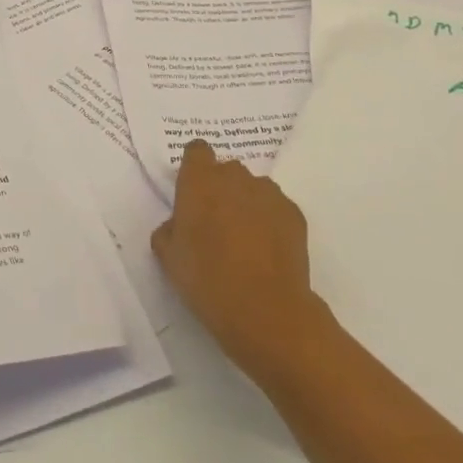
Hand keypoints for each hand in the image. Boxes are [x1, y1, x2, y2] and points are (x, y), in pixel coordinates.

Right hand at [151, 140, 328, 386]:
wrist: (266, 311)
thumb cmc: (207, 280)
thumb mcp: (169, 258)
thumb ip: (168, 230)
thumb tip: (178, 224)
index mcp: (199, 180)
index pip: (196, 151)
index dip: (194, 168)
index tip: (192, 193)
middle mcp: (234, 176)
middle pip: (226, 170)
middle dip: (220, 189)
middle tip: (216, 225)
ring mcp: (268, 192)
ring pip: (253, 189)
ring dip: (246, 204)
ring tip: (246, 242)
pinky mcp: (294, 213)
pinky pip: (276, 208)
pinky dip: (271, 222)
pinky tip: (268, 253)